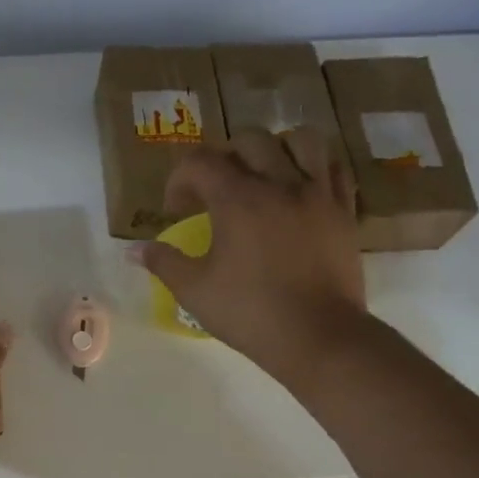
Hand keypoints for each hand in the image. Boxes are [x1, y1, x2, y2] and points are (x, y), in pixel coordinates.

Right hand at [137, 126, 366, 392]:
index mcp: (238, 199)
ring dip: (276, 149)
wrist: (319, 337)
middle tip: (214, 190)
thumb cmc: (250, 312)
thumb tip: (133, 250)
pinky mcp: (345, 211)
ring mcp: (318, 194)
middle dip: (223, 157)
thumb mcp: (194, 290)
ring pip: (301, 140)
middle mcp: (279, 184)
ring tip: (263, 174)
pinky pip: (334, 169)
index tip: (176, 210)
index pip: (200, 161)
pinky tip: (300, 188)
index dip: (179, 179)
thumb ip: (163, 262)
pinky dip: (315, 167)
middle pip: (249, 140)